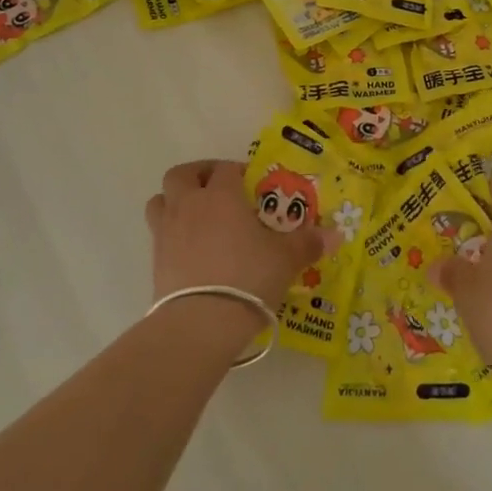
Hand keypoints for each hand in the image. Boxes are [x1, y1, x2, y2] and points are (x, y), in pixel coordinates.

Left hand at [145, 160, 323, 309]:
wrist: (201, 322)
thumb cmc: (248, 277)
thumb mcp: (286, 259)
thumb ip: (308, 243)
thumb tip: (336, 234)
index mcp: (221, 195)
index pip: (225, 168)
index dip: (236, 171)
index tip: (250, 184)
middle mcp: (189, 205)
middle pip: (182, 175)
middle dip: (198, 175)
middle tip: (216, 188)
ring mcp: (167, 232)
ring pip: (160, 200)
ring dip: (175, 200)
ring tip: (195, 214)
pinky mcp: (155, 260)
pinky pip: (158, 234)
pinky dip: (171, 233)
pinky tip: (191, 250)